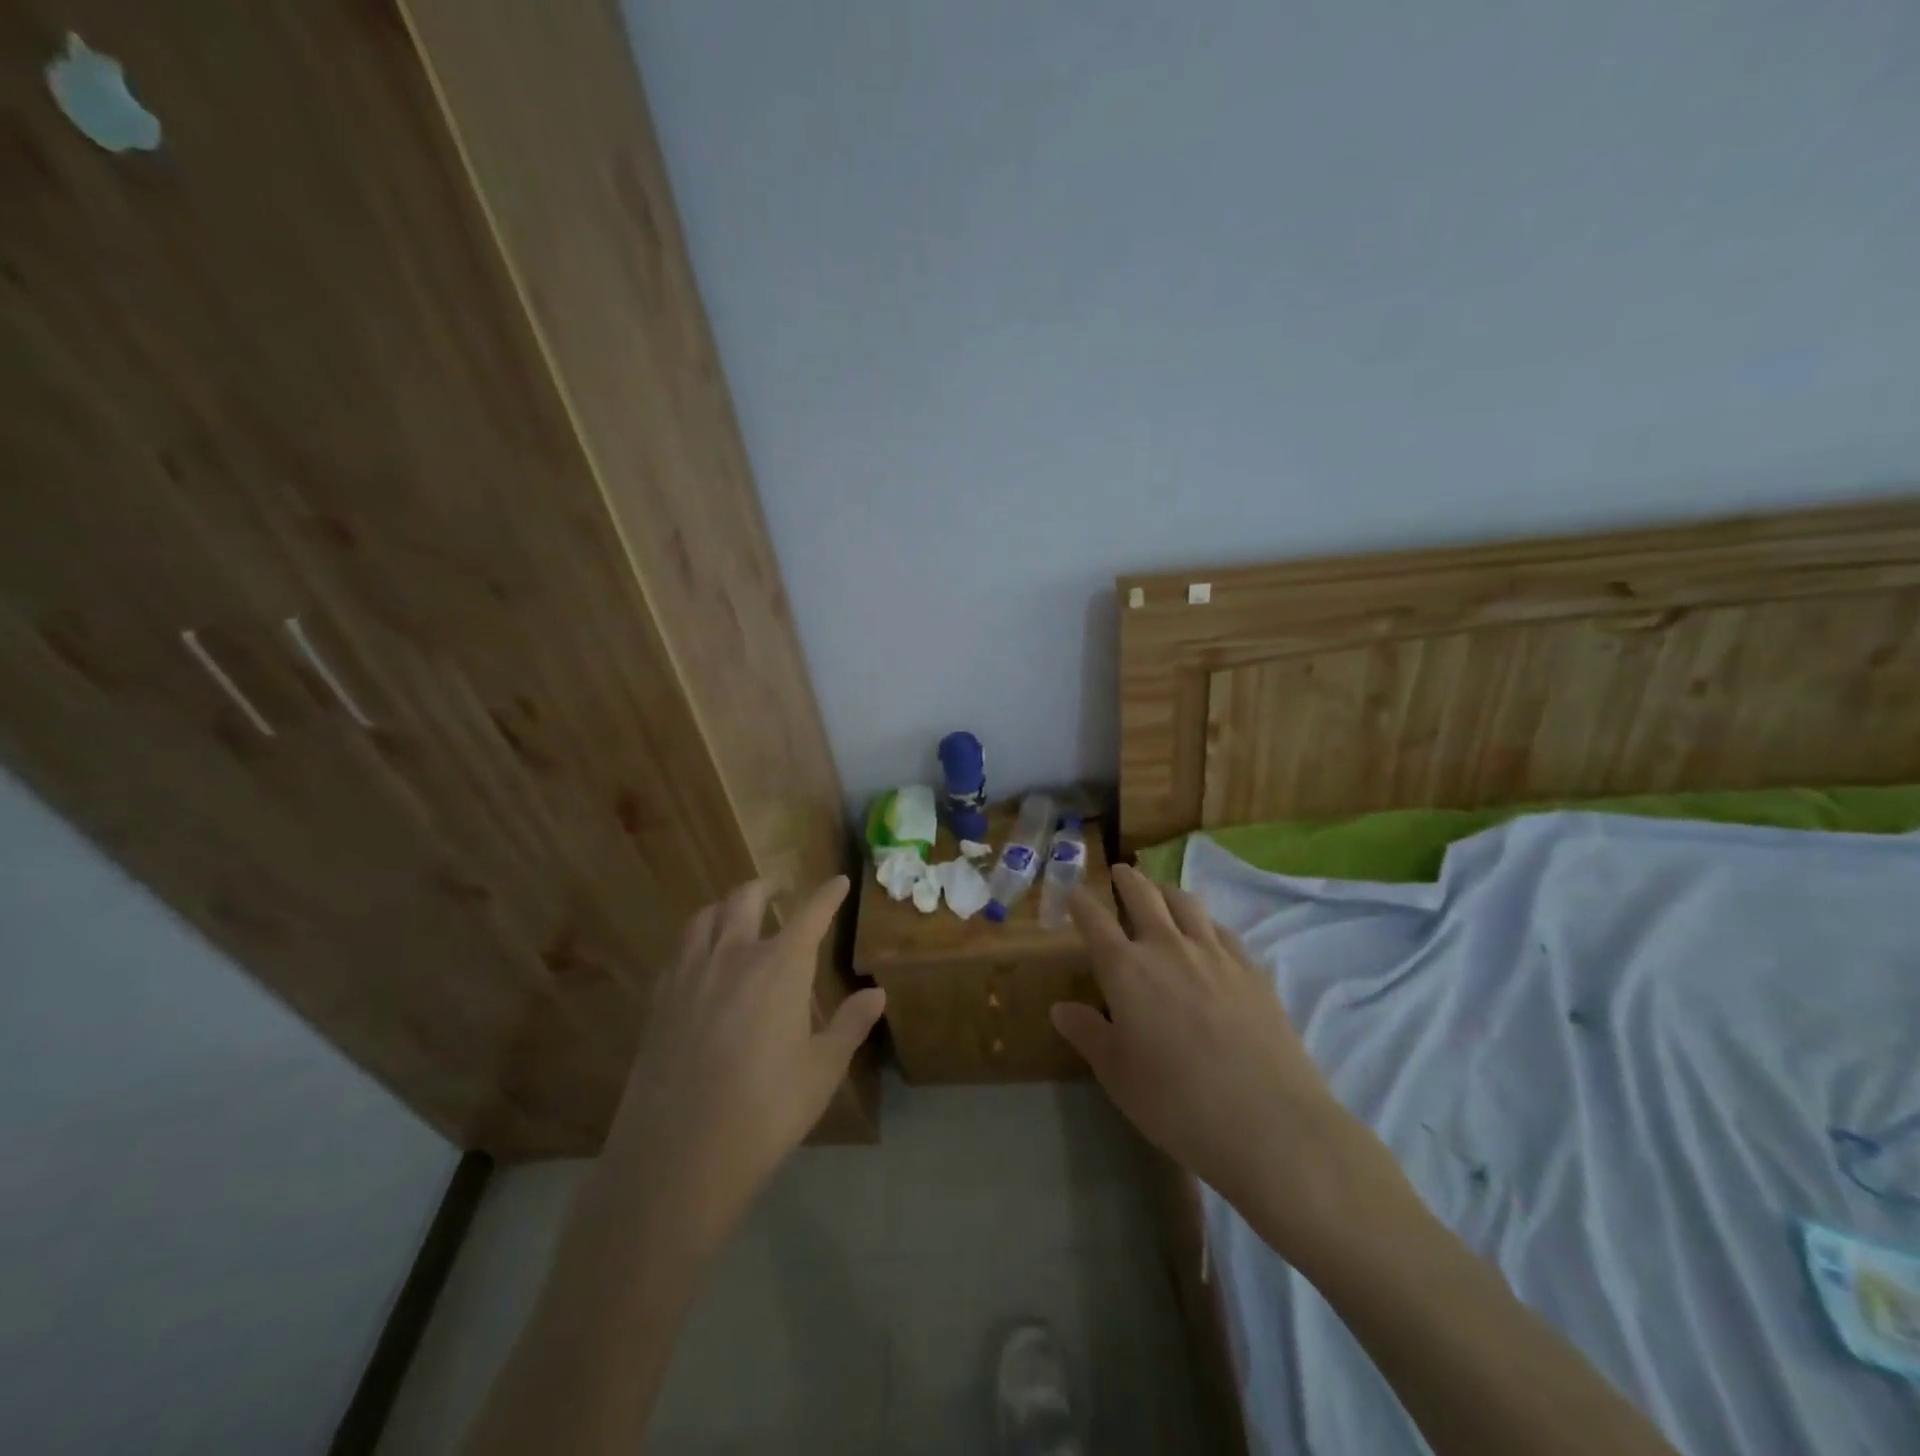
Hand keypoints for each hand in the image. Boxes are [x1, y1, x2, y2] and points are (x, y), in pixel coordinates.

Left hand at [605, 876, 884, 1243]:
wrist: (679, 1156)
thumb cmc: (765, 1110)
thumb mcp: (822, 1070)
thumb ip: (850, 1024)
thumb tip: (876, 994)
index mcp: (779, 966)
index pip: (810, 914)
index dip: (828, 895)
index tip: (839, 882)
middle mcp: (733, 956)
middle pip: (747, 898)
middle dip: (768, 886)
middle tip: (782, 890)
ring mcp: (690, 975)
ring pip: (705, 916)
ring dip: (727, 906)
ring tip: (738, 915)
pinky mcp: (660, 1000)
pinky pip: (680, 950)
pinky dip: (697, 939)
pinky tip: (703, 961)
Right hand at [1052, 865, 1387, 1244]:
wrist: (1270, 1123)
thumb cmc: (1177, 1104)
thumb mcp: (1118, 1076)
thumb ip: (1089, 1034)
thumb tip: (1060, 1007)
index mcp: (1126, 970)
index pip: (1095, 922)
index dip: (1081, 903)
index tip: (1074, 893)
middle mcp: (1167, 947)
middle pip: (1143, 896)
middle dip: (1127, 880)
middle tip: (1120, 872)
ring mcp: (1214, 954)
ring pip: (1186, 903)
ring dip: (1166, 890)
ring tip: (1161, 892)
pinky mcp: (1251, 969)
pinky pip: (1222, 929)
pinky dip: (1206, 920)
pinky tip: (1208, 932)